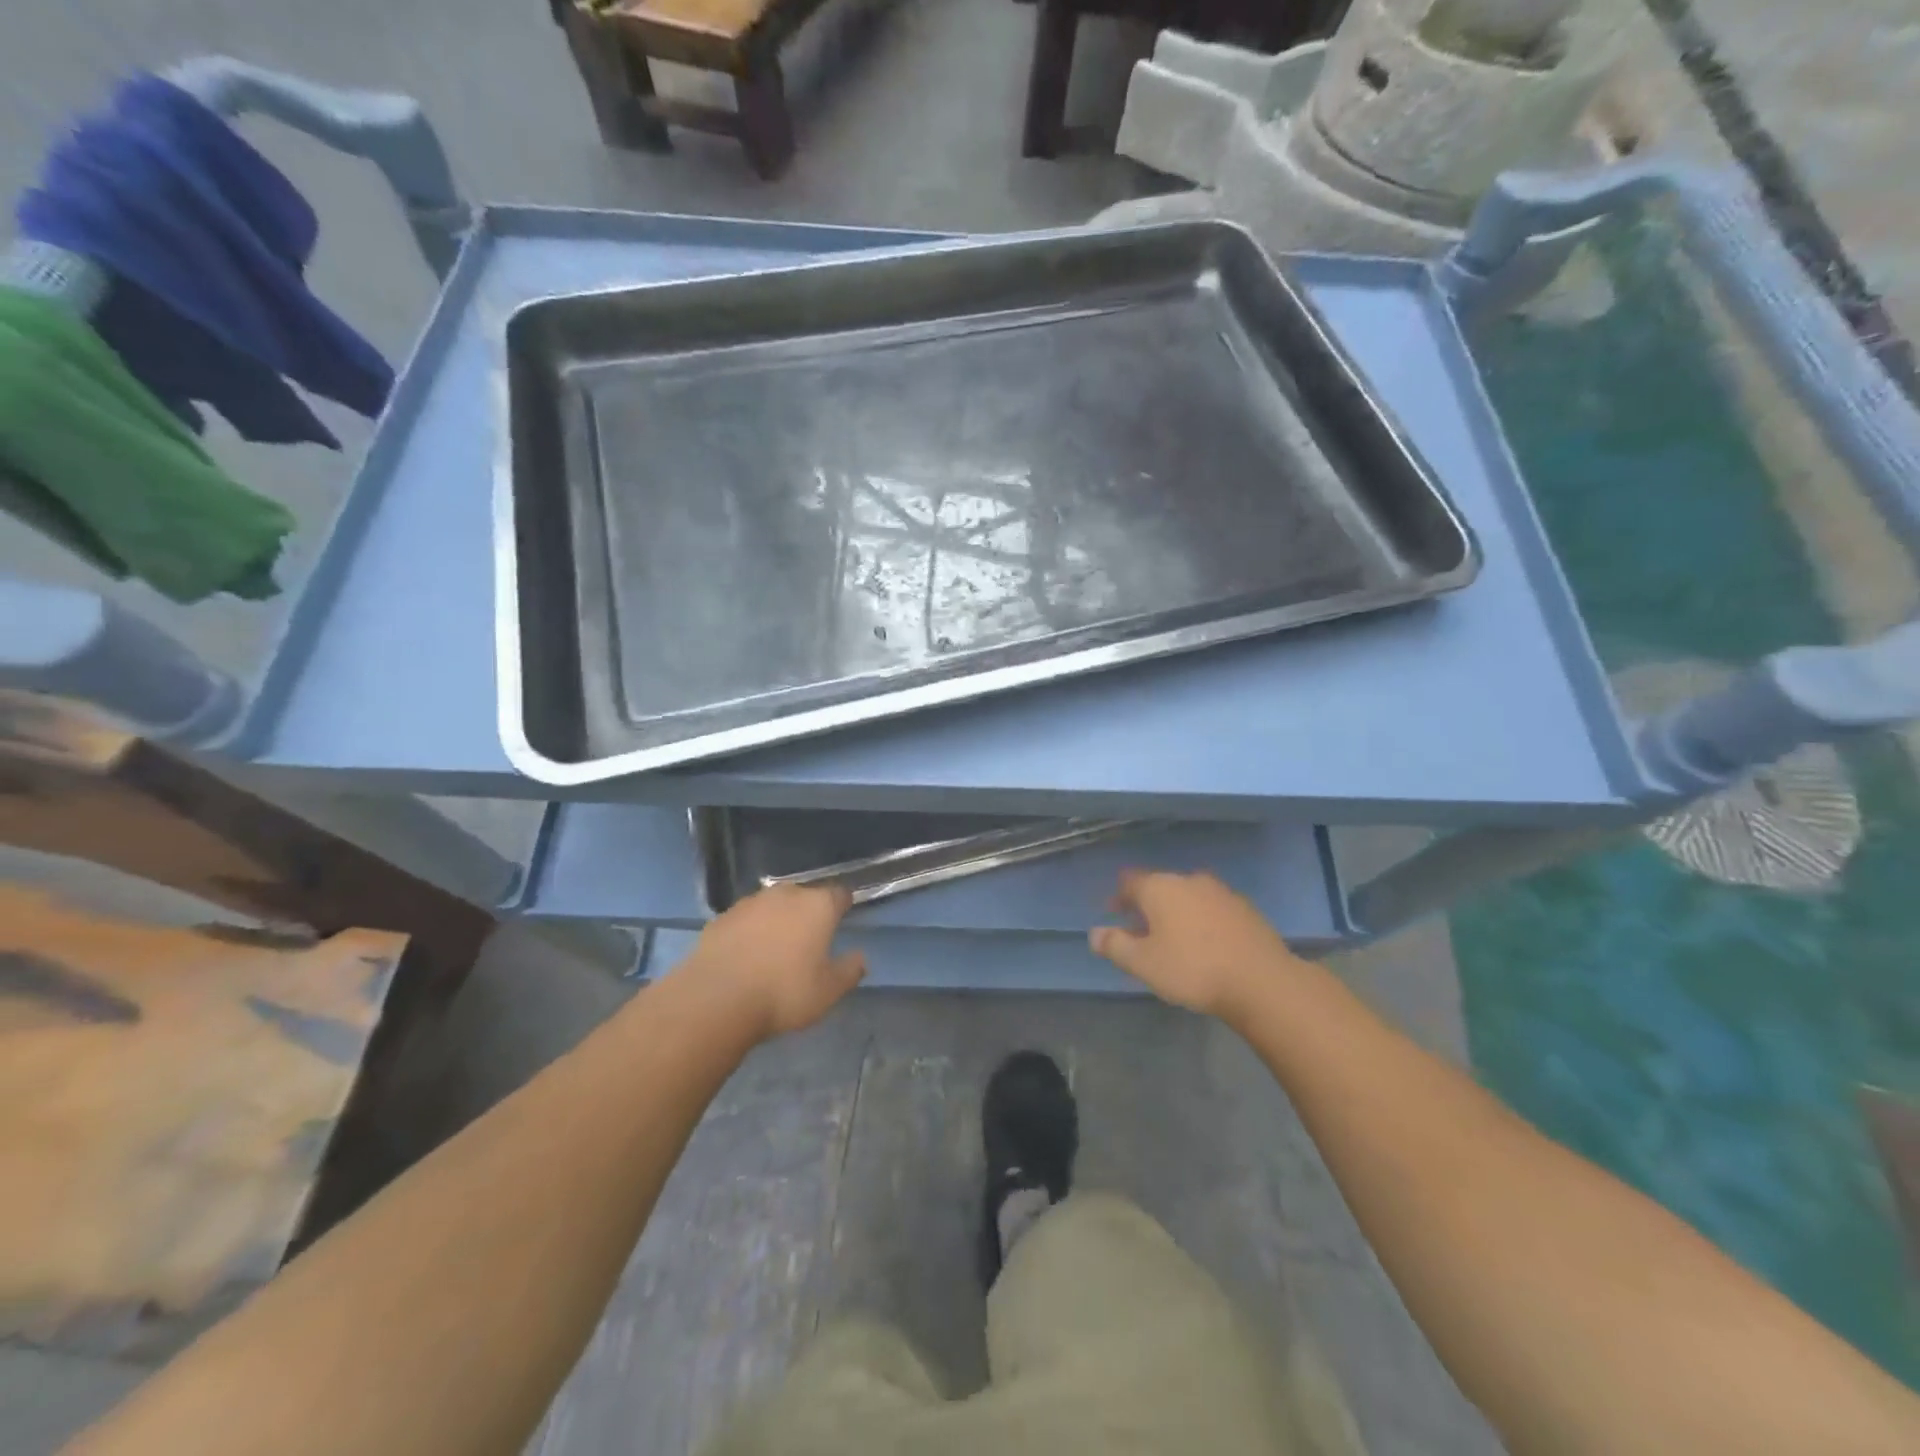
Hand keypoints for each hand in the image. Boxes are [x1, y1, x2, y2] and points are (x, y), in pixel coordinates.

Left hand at [680, 883, 865, 1040]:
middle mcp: (785, 895)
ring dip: (777, 920)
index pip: (840, 894)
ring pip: (772, 906)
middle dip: (808, 912)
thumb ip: (850, 971)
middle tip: (809, 940)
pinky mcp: (721, 918)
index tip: (843, 918)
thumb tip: (860, 957)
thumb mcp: (828, 991)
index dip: (843, 905)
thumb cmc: (784, 993)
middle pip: (804, 896)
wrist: (716, 999)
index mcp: (818, 906)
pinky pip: (744, 920)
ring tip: (775, 949)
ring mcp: (750, 903)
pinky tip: (745, 956)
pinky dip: (749, 932)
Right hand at [1090, 869, 1302, 1020]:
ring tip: (1172, 940)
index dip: (1118, 896)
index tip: (1113, 913)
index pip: (1130, 881)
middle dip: (1147, 906)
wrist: (1262, 981)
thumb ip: (1115, 945)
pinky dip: (1201, 920)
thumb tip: (1094, 933)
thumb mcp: (1143, 963)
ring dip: (1176, 913)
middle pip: (1159, 887)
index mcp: (1160, 887)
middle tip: (1140, 932)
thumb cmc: (1192, 969)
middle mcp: (1189, 880)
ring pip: (1187, 897)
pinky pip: (1211, 909)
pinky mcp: (1245, 909)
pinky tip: (1204, 944)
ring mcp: (1221, 892)